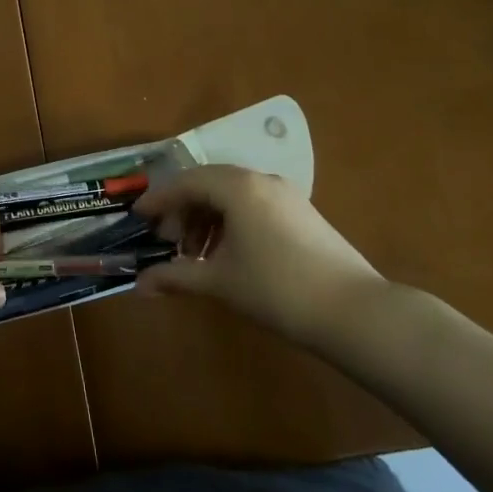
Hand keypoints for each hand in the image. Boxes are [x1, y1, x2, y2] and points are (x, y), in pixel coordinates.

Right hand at [134, 165, 386, 354]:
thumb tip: (139, 285)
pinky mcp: (301, 212)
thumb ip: (176, 277)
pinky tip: (227, 253)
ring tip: (195, 253)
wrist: (354, 312)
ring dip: (206, 217)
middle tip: (167, 239)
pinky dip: (230, 221)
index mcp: (237, 187)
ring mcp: (285, 194)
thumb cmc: (277, 290)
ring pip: (231, 193)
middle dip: (182, 208)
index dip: (158, 199)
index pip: (185, 181)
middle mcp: (260, 180)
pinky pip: (252, 203)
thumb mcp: (220, 282)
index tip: (138, 217)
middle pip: (207, 182)